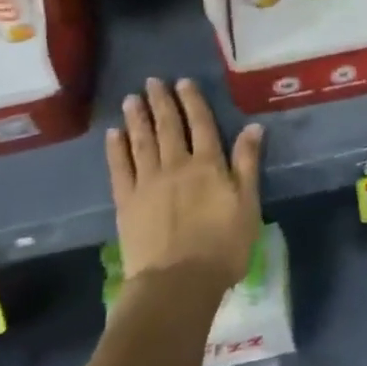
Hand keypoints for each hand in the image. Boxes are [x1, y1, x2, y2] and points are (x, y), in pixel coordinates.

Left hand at [106, 77, 261, 293]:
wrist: (177, 283)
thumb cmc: (222, 246)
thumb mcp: (248, 204)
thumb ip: (248, 163)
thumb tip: (253, 126)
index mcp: (208, 165)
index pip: (201, 124)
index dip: (192, 101)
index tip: (184, 82)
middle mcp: (176, 165)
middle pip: (169, 127)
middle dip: (161, 102)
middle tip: (153, 81)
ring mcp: (148, 182)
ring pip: (142, 141)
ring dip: (137, 118)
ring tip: (131, 98)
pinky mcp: (126, 202)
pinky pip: (120, 168)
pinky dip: (116, 149)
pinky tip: (113, 134)